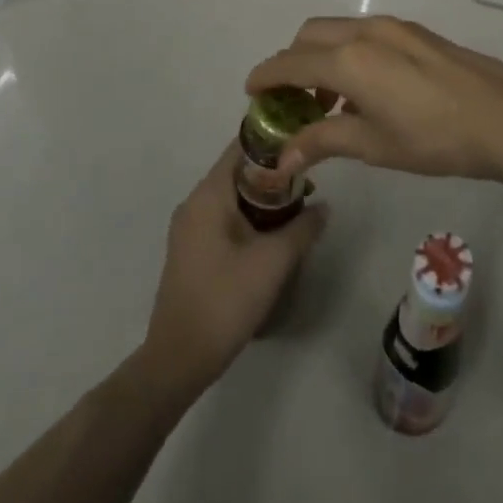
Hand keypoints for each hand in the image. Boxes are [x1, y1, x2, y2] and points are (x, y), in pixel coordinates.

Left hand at [140, 145, 326, 396]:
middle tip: (310, 185)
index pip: (241, 147)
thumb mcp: (273, 262)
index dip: (273, 142)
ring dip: (265, 199)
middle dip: (275, 175)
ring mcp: (190, 228)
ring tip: (299, 211)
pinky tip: (274, 236)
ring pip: (234, 197)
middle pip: (239, 171)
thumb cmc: (225, 301)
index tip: (304, 145)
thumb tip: (324, 206)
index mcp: (208, 195)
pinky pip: (225, 218)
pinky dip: (250, 217)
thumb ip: (303, 228)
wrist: (178, 360)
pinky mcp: (192, 250)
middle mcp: (194, 203)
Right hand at [244, 16, 502, 186]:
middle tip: (291, 101)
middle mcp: (366, 31)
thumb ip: (324, 141)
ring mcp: (394, 27)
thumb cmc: (434, 137)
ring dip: (322, 57)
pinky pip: (365, 32)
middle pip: (310, 35)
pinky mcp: (416, 32)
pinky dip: (348, 52)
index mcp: (349, 59)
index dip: (266, 76)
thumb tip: (283, 157)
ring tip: (329, 103)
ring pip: (339, 30)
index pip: (290, 62)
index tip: (251, 92)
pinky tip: (365, 90)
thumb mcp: (374, 145)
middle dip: (292, 62)